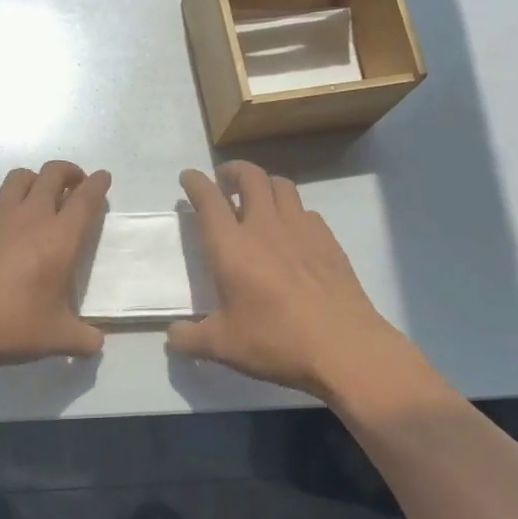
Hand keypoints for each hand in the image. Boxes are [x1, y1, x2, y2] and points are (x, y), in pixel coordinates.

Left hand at [0, 161, 110, 371]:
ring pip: (20, 177)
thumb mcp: (55, 338)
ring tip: (36, 196)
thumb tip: (97, 345)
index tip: (102, 178)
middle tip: (73, 185)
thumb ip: (82, 339)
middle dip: (68, 172)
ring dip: (34, 180)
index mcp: (61, 238)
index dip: (98, 184)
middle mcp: (31, 215)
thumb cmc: (9, 325)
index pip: (86, 198)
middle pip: (53, 173)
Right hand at [168, 162, 407, 399]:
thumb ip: (189, 338)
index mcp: (231, 246)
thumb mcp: (222, 346)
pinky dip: (292, 210)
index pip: (209, 200)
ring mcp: (301, 230)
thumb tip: (173, 335)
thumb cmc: (275, 341)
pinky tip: (292, 231)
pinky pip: (306, 210)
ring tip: (257, 197)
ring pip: (282, 186)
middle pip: (250, 177)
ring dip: (265, 183)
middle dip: (233, 170)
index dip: (195, 183)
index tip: (188, 177)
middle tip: (224, 180)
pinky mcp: (328, 241)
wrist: (344, 347)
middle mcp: (265, 227)